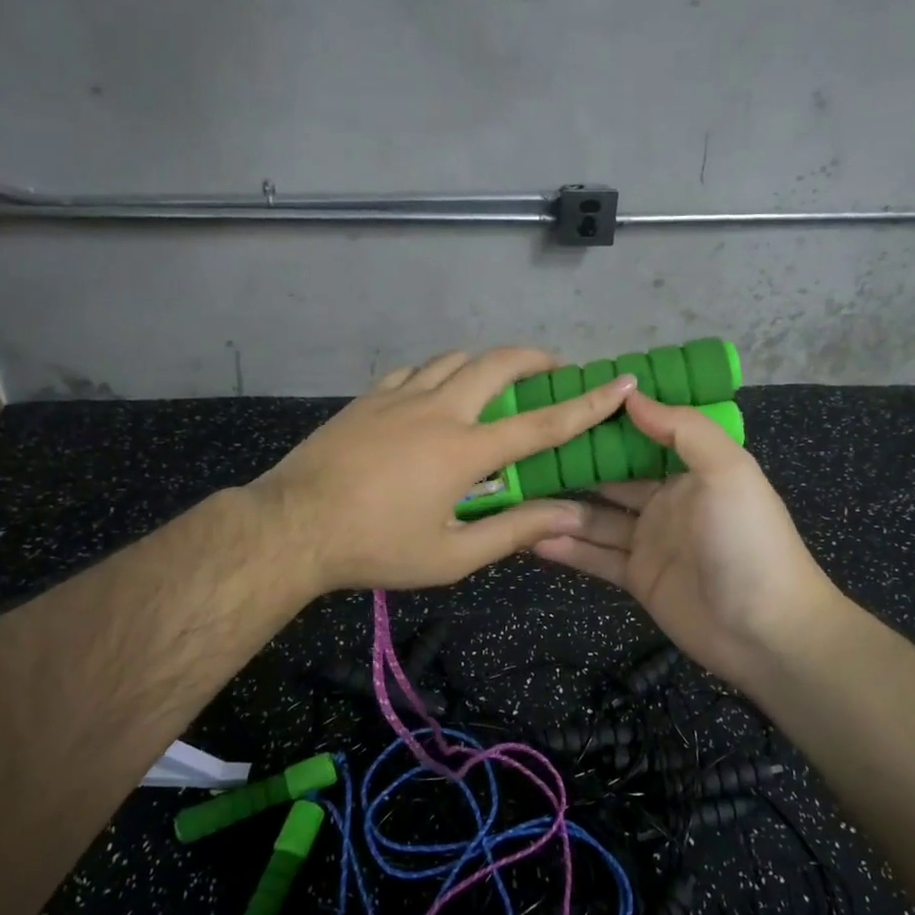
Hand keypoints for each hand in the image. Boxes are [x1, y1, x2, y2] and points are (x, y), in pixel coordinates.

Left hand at [251, 347, 636, 594]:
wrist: (293, 526)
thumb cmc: (376, 547)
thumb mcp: (450, 556)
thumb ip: (512, 531)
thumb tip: (568, 515)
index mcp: (464, 450)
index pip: (541, 423)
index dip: (587, 404)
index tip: (620, 383)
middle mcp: (439, 410)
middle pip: (497, 364)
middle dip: (535, 358)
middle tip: (555, 367)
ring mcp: (400, 397)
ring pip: (455, 359)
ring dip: (486, 363)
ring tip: (498, 381)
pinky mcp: (369, 397)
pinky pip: (416, 370)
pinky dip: (440, 373)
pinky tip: (437, 391)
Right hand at [531, 394, 845, 687]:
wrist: (766, 629)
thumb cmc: (748, 539)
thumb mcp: (727, 470)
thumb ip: (682, 428)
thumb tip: (631, 394)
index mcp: (691, 469)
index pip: (643, 436)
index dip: (608, 421)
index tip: (564, 403)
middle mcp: (667, 500)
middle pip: (612, 476)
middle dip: (574, 464)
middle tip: (524, 450)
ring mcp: (650, 541)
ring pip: (597, 518)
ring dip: (561, 507)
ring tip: (517, 494)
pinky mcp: (638, 578)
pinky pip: (596, 557)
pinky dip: (566, 549)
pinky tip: (530, 538)